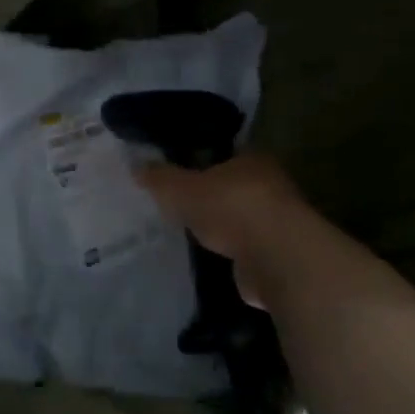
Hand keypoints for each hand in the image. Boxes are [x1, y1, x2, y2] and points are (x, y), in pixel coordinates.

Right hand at [137, 152, 318, 309]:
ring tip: (192, 233)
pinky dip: (232, 253)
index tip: (180, 174)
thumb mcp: (181, 188)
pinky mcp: (278, 255)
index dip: (202, 162)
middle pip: (234, 187)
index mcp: (253, 160)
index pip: (225, 154)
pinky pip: (247, 248)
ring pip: (242, 219)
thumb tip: (136, 166)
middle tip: (180, 205)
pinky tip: (211, 258)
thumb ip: (160, 178)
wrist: (276, 258)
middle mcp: (271, 186)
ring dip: (223, 227)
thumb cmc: (231, 208)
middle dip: (211, 196)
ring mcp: (278, 222)